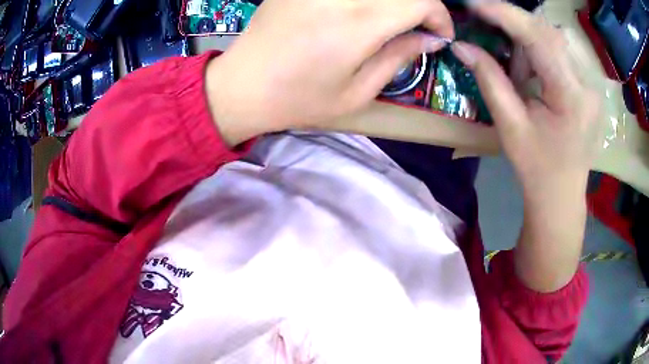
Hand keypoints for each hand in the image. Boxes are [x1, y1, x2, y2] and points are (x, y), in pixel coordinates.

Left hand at [206, 0, 454, 144]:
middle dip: (420, 6)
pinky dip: (367, 1)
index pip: (420, 1)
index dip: (439, 16)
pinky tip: (362, 13)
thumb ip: (399, 57)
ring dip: (393, 3)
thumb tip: (431, 39)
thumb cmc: (299, 99)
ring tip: (390, 22)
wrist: (243, 86)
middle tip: (417, 27)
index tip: (439, 36)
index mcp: (358, 24)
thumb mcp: (358, 93)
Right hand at [451, 3, 599, 193]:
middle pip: (548, 32)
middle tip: (483, 18)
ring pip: (554, 38)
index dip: (505, 14)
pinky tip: (527, 64)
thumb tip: (461, 45)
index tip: (474, 3)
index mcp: (571, 96)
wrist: (561, 196)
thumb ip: (489, 80)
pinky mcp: (586, 85)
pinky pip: (560, 52)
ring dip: (525, 34)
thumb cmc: (536, 169)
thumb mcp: (510, 127)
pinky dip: (538, 48)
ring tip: (506, 49)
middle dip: (513, 21)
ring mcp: (590, 83)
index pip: (538, 38)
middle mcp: (586, 83)